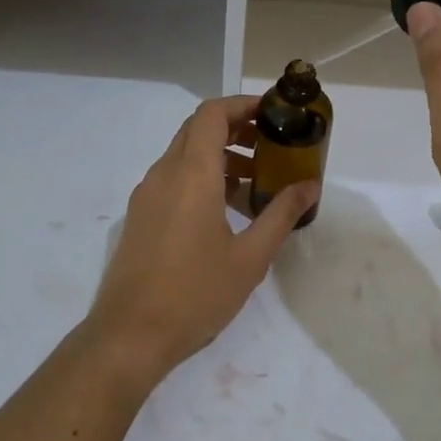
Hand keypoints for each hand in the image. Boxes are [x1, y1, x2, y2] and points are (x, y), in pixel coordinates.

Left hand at [84, 95, 318, 379]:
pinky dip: (201, 179)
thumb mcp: (250, 257)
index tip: (272, 115)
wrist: (129, 335)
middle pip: (198, 130)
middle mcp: (164, 174)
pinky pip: (173, 180)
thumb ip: (281, 215)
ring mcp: (146, 196)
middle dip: (235, 130)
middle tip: (271, 148)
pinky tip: (225, 213)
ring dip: (219, 158)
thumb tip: (310, 186)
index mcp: (192, 174)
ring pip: (184, 156)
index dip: (242, 105)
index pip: (212, 114)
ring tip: (256, 185)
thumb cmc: (196, 293)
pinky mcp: (140, 217)